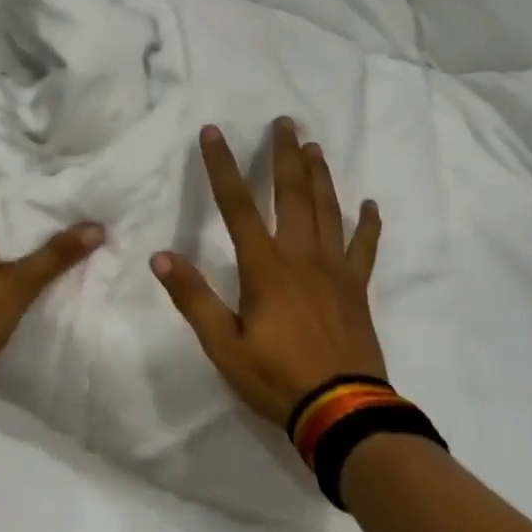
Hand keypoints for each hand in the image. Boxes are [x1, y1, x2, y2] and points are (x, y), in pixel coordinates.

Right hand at [152, 119, 385, 426]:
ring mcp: (334, 269)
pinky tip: (369, 204)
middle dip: (285, 155)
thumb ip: (193, 298)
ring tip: (315, 146)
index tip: (213, 132)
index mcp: (265, 266)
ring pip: (328, 209)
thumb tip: (161, 256)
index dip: (222, 166)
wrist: (342, 409)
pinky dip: (368, 223)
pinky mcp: (357, 286)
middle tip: (284, 122)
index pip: (237, 205)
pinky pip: (364, 247)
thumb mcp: (223, 345)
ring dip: (320, 175)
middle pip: (293, 193)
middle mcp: (302, 255)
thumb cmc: (276, 377)